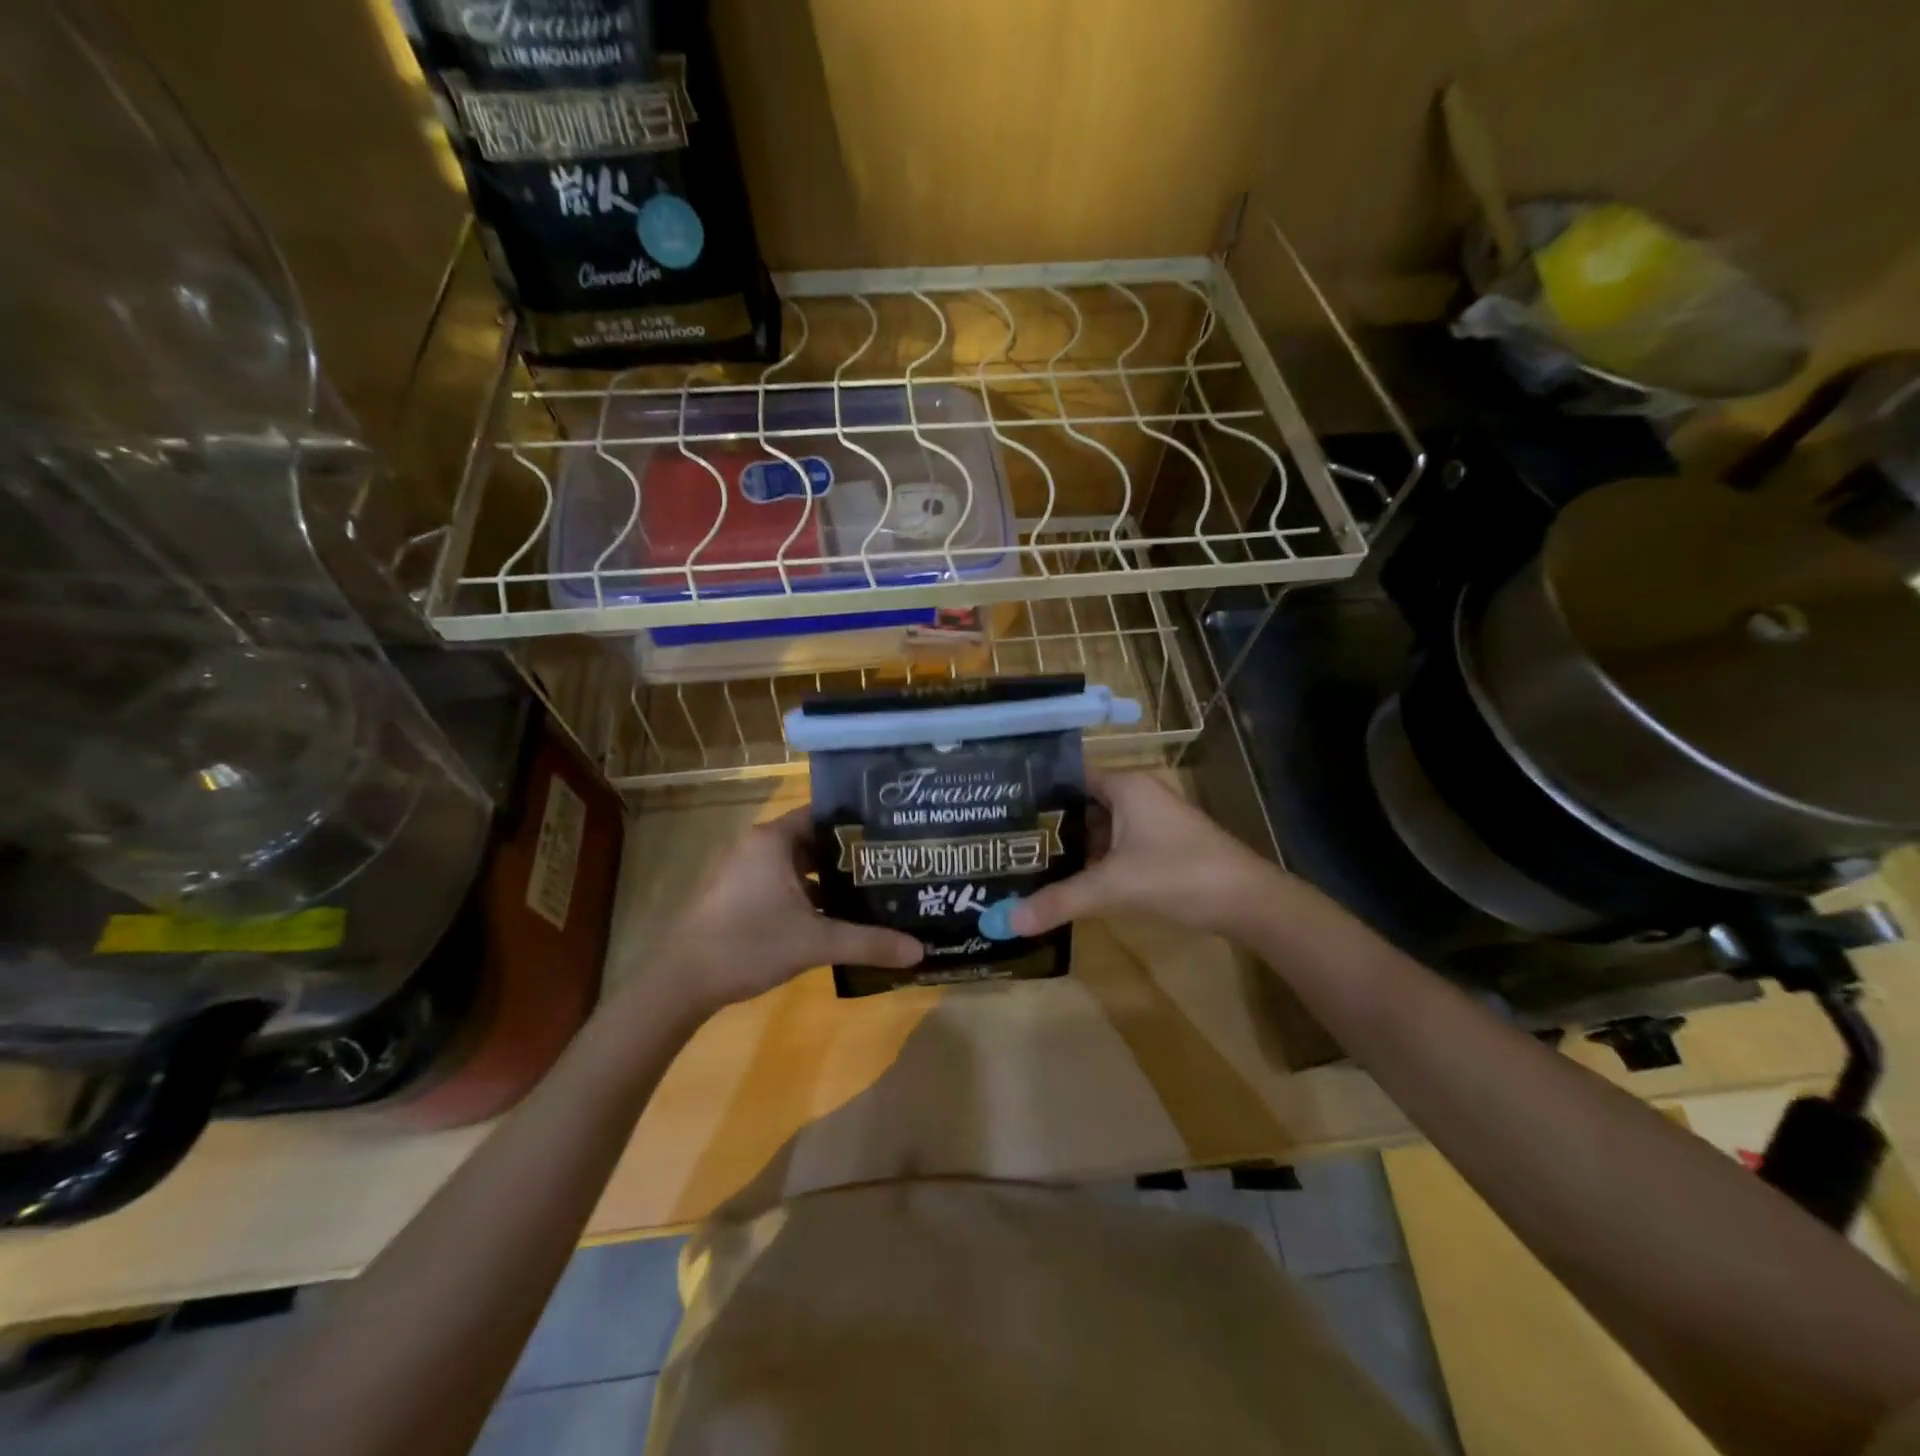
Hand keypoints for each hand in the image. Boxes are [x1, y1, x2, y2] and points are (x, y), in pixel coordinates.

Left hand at [652, 807, 922, 1011]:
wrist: (680, 982)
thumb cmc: (748, 944)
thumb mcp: (815, 943)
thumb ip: (868, 943)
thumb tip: (919, 950)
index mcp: (772, 840)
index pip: (823, 815)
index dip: (857, 825)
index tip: (889, 837)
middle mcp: (755, 845)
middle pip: (811, 841)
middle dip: (847, 856)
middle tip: (886, 867)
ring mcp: (740, 870)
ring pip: (794, 865)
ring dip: (825, 879)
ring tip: (866, 892)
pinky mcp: (732, 894)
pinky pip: (778, 883)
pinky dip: (803, 894)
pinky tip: (829, 917)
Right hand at [1009, 771, 1279, 940]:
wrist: (1248, 902)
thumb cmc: (1178, 875)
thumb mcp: (1112, 887)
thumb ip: (1059, 901)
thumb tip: (1006, 921)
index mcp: (1126, 786)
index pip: (1070, 774)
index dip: (1037, 788)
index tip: (1002, 804)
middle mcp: (1138, 795)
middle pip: (1082, 801)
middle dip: (1048, 821)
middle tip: (1005, 838)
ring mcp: (1153, 821)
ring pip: (1100, 825)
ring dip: (1072, 842)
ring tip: (1026, 858)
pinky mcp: (1162, 845)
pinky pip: (1117, 843)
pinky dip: (1094, 857)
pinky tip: (1070, 877)